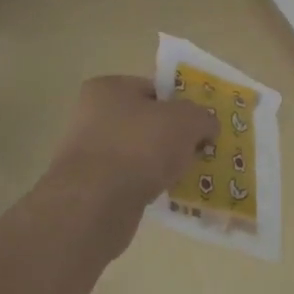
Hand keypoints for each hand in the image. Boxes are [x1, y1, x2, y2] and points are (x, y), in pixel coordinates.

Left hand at [39, 76, 216, 263]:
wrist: (96, 204)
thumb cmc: (140, 146)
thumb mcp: (187, 121)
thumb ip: (203, 118)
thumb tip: (207, 128)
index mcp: (108, 88)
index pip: (153, 89)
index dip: (180, 105)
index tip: (199, 125)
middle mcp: (90, 115)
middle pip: (146, 122)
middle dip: (172, 137)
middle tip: (197, 151)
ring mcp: (86, 153)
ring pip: (138, 153)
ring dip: (160, 163)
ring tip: (184, 175)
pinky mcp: (88, 187)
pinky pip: (128, 180)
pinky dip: (146, 185)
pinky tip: (164, 194)